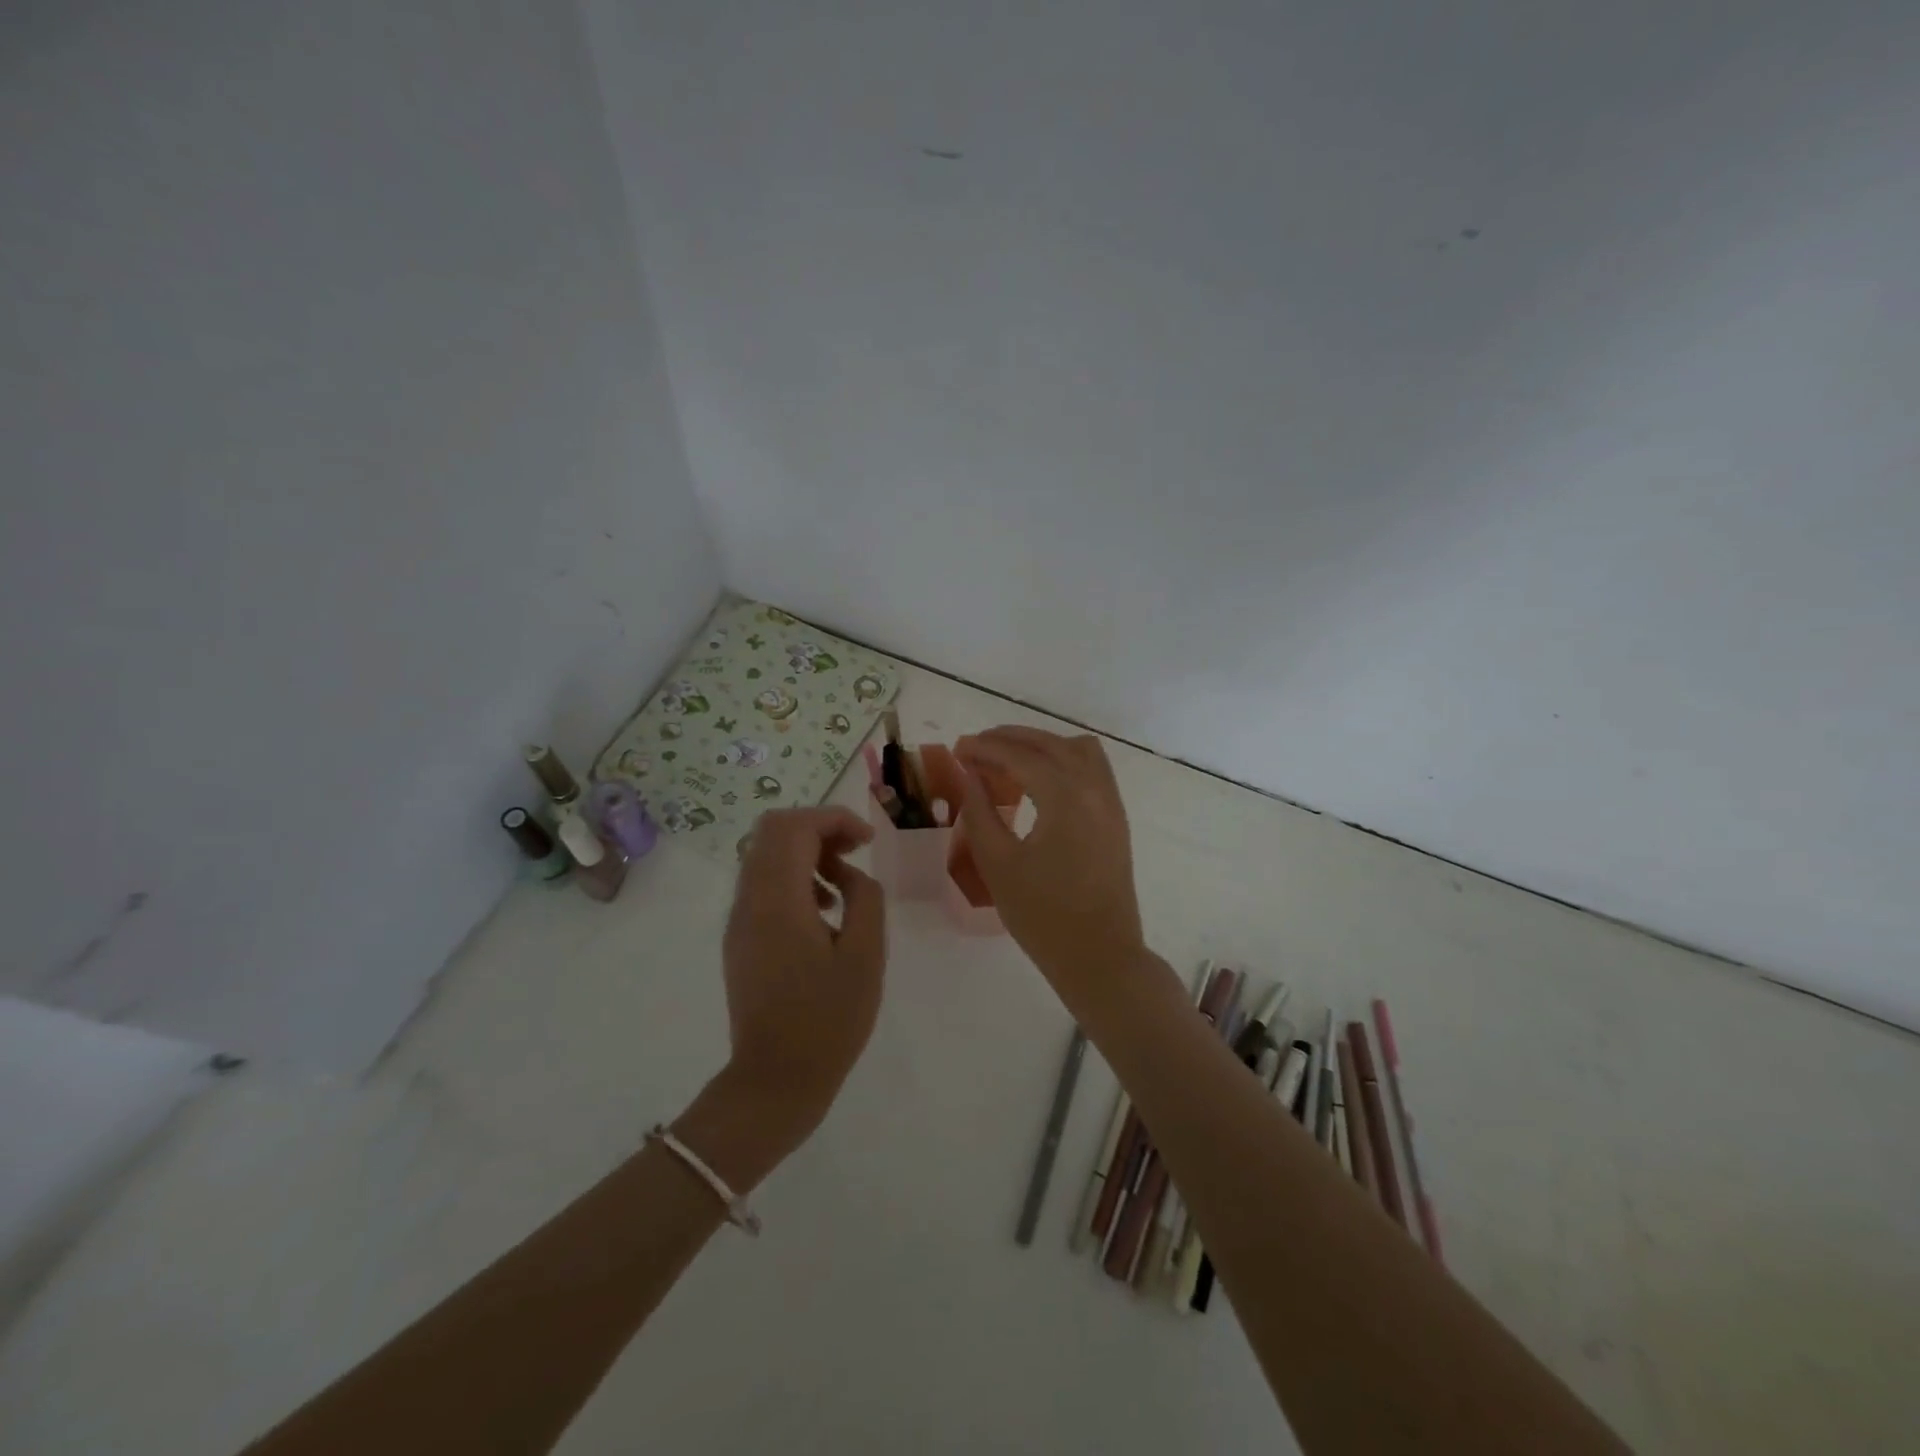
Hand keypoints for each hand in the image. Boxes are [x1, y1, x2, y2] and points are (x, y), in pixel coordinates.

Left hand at [713, 806, 887, 1161]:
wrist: (774, 1082)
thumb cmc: (828, 1020)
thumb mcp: (865, 956)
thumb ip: (864, 897)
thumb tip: (848, 874)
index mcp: (777, 900)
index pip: (795, 827)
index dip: (834, 819)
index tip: (868, 841)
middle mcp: (749, 901)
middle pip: (773, 831)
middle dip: (817, 828)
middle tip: (854, 851)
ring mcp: (739, 920)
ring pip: (765, 855)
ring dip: (805, 852)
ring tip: (843, 884)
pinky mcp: (740, 939)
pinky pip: (762, 884)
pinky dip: (793, 878)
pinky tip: (823, 912)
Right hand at [954, 727, 1147, 1002]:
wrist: (1099, 956)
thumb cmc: (1042, 915)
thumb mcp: (998, 863)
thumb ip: (980, 812)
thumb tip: (970, 776)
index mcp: (1065, 797)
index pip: (1020, 756)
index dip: (985, 748)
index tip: (957, 748)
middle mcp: (1094, 788)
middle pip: (1050, 744)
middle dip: (1010, 739)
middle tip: (975, 748)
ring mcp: (1110, 802)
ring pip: (1077, 750)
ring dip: (1041, 746)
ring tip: (1007, 760)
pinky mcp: (1116, 817)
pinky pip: (1092, 768)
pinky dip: (1063, 761)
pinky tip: (1039, 781)